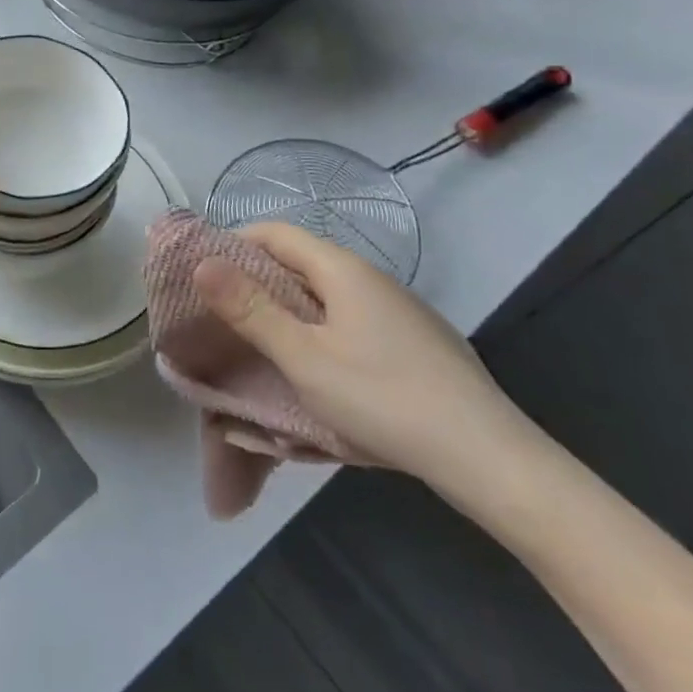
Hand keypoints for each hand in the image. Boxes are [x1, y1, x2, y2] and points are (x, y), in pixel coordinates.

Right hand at [192, 224, 531, 486]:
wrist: (490, 459)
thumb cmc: (384, 399)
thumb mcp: (304, 358)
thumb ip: (251, 309)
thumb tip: (203, 262)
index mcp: (343, 269)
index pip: (275, 232)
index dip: (234, 243)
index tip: (203, 275)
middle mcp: (372, 278)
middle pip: (301, 261)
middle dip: (257, 281)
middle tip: (222, 315)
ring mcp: (399, 310)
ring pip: (327, 294)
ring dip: (288, 310)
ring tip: (262, 345)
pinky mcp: (415, 342)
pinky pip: (352, 320)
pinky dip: (321, 331)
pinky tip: (319, 370)